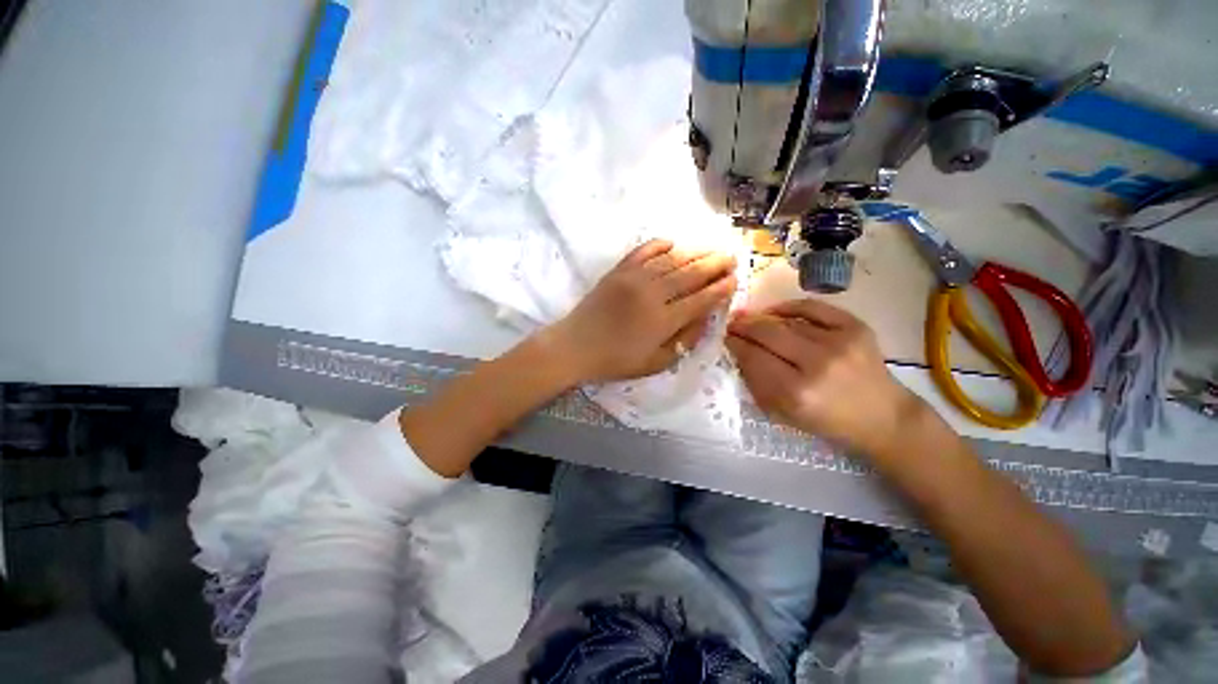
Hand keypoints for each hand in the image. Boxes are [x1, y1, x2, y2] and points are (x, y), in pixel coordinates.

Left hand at [547, 239, 736, 383]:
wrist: (575, 346)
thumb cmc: (616, 360)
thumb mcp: (655, 363)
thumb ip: (683, 341)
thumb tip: (704, 319)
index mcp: (664, 320)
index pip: (701, 300)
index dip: (721, 289)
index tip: (734, 281)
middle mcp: (653, 294)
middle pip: (691, 274)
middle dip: (715, 265)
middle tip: (731, 257)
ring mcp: (634, 278)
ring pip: (672, 259)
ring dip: (695, 252)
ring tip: (711, 248)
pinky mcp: (618, 271)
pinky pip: (643, 251)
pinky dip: (660, 244)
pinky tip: (672, 243)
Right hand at [726, 298, 925, 456]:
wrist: (882, 416)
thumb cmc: (826, 421)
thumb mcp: (782, 413)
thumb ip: (756, 382)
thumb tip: (738, 350)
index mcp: (796, 393)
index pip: (754, 357)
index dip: (735, 344)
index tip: (725, 338)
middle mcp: (818, 364)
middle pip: (767, 333)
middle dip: (743, 326)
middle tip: (732, 324)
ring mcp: (840, 342)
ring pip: (786, 321)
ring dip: (762, 319)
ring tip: (751, 319)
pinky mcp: (856, 327)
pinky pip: (812, 307)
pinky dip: (789, 307)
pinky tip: (775, 311)